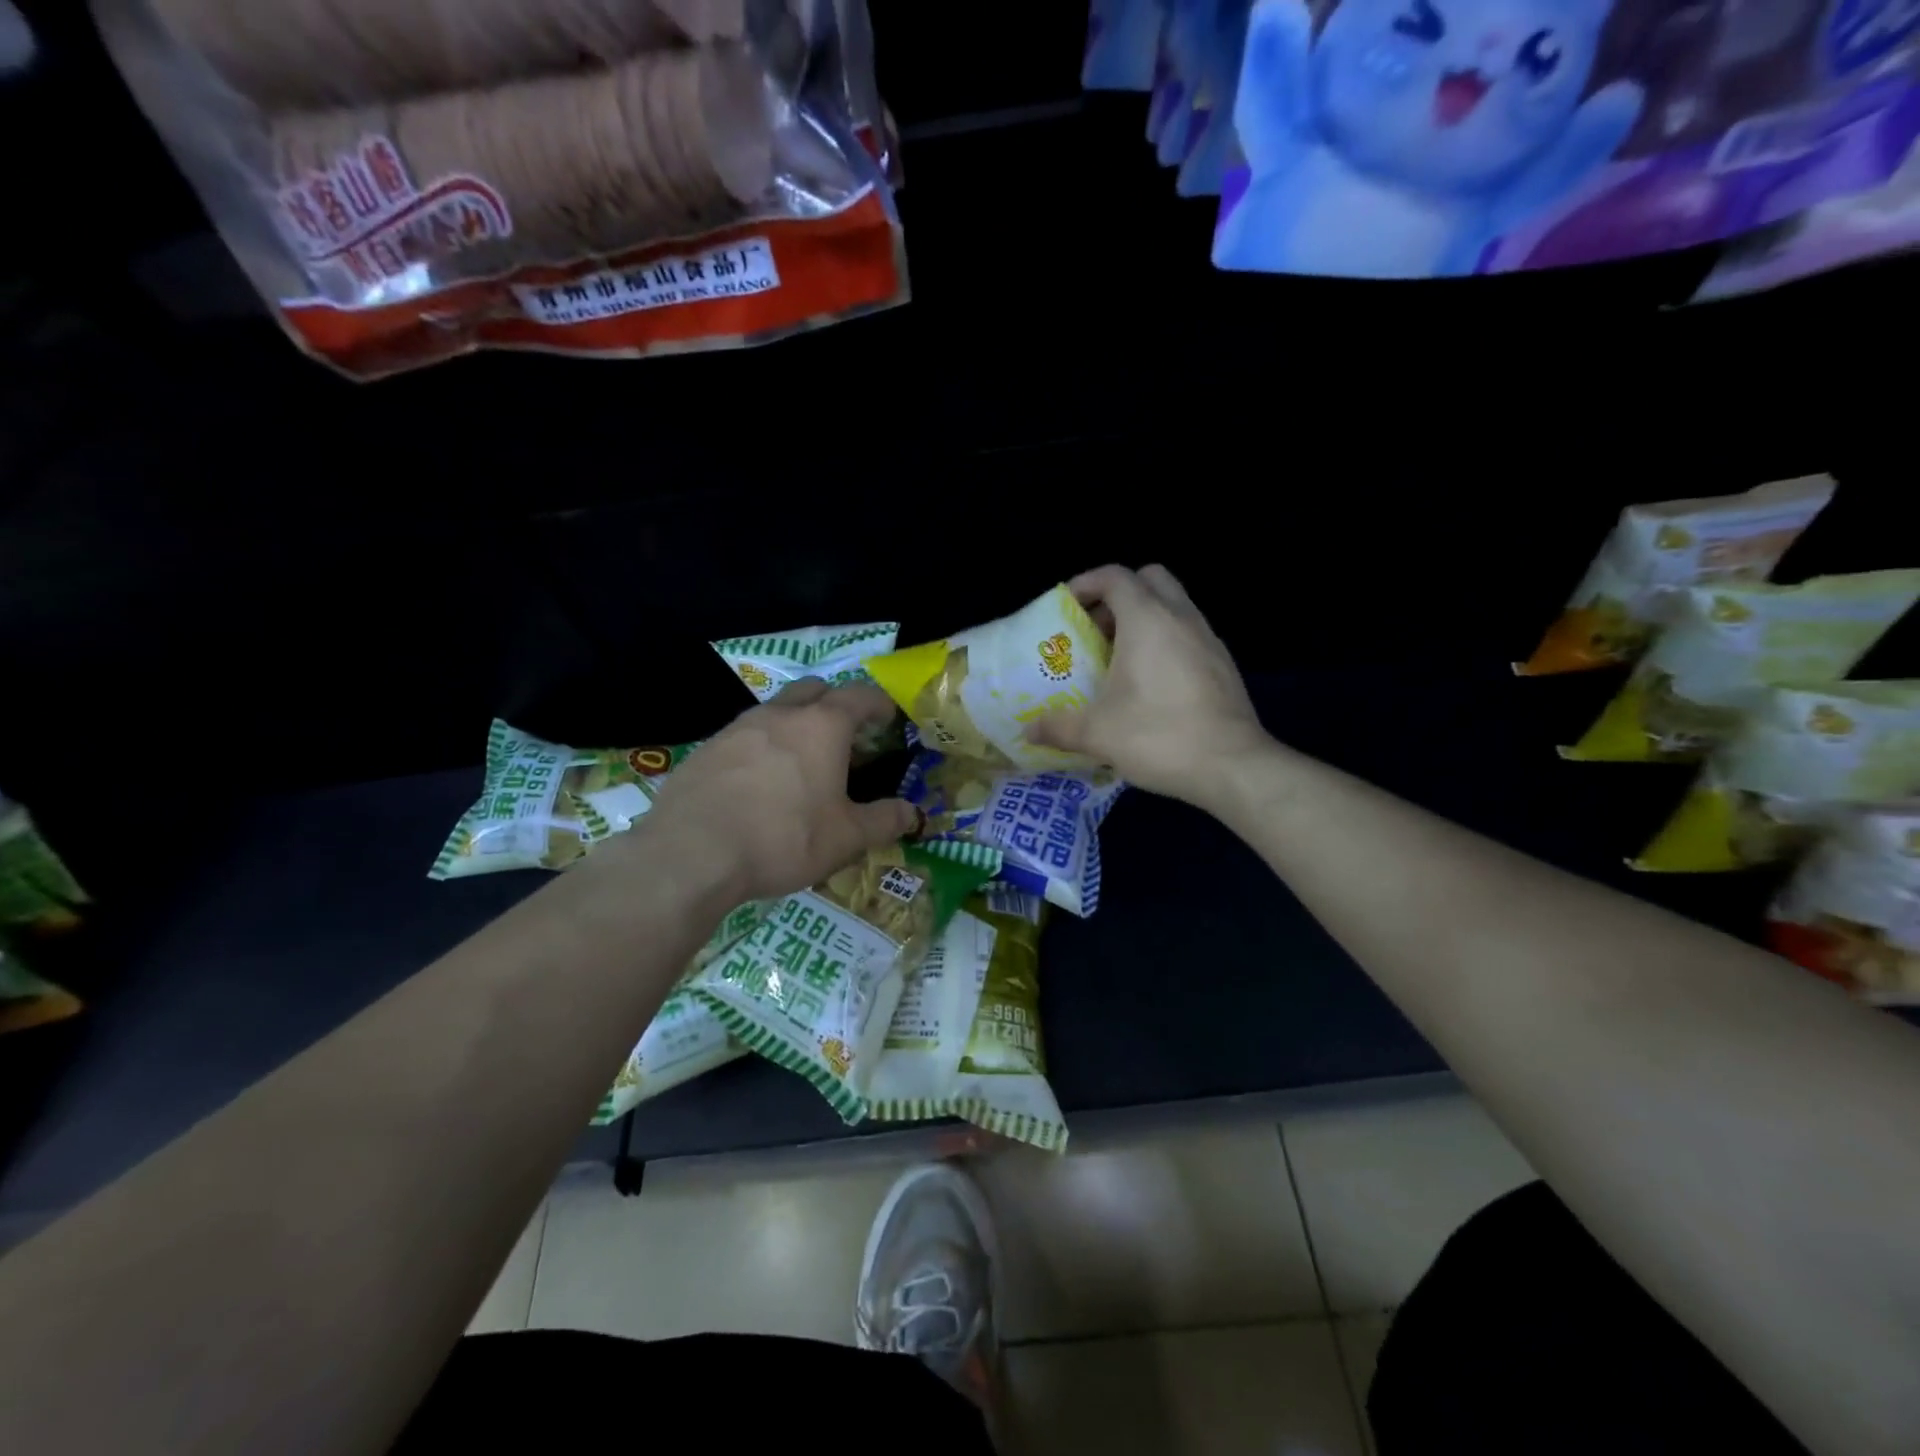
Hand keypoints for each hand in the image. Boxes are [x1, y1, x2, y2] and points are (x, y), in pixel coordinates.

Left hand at [640, 681, 918, 902]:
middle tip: (845, 737)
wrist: (692, 854)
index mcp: (822, 726)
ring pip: (776, 710)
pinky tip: (759, 783)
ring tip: (802, 762)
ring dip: (796, 723)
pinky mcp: (706, 749)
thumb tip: (913, 814)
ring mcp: (738, 727)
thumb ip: (884, 821)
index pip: (860, 696)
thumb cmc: (784, 838)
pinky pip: (745, 735)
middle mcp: (780, 714)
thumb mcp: (846, 838)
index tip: (888, 720)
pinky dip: (762, 747)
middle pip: (815, 689)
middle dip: (835, 704)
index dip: (879, 704)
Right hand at [1029, 564, 1269, 807]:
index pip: (1115, 576)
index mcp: (1147, 619)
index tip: (1065, 606)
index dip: (1086, 583)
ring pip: (1174, 605)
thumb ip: (1058, 726)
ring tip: (1119, 657)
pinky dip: (1166, 641)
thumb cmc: (1158, 736)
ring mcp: (1208, 639)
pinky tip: (1152, 682)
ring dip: (1144, 618)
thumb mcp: (1097, 734)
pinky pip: (1189, 633)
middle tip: (1096, 628)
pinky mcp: (1223, 663)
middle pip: (1150, 579)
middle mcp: (1181, 617)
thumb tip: (1028, 731)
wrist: (1232, 766)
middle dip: (1119, 594)